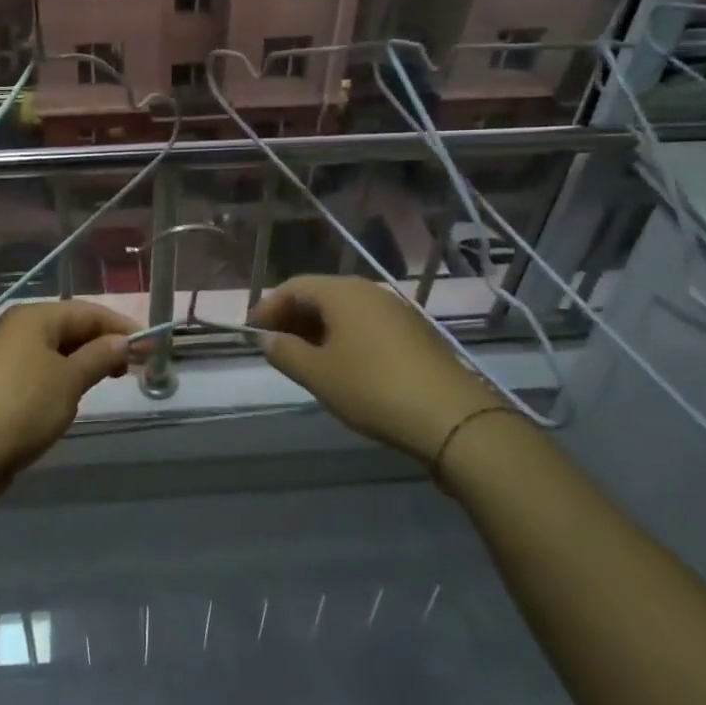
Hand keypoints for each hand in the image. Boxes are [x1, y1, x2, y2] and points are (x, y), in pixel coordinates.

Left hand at [0, 300, 134, 476]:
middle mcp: (18, 328)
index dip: (120, 326)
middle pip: (71, 327)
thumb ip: (100, 356)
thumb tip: (124, 342)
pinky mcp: (1, 382)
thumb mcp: (70, 380)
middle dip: (104, 343)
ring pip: (56, 350)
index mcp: (34, 317)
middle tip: (133, 366)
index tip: (150, 345)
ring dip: (85, 361)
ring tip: (111, 379)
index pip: (87, 311)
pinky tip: (77, 393)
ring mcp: (6, 355)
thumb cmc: (24, 406)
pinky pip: (42, 368)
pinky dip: (65, 375)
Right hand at [250, 275, 499, 459]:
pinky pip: (367, 325)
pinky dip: (346, 338)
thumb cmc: (372, 388)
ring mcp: (396, 311)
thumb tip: (268, 339)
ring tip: (305, 359)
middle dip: (293, 317)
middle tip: (276, 347)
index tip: (253, 333)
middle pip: (320, 295)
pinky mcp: (415, 333)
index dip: (269, 307)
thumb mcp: (318, 374)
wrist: (452, 417)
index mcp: (342, 292)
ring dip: (319, 329)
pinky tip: (343, 366)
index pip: (294, 286)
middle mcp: (369, 291)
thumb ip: (285, 352)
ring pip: (345, 311)